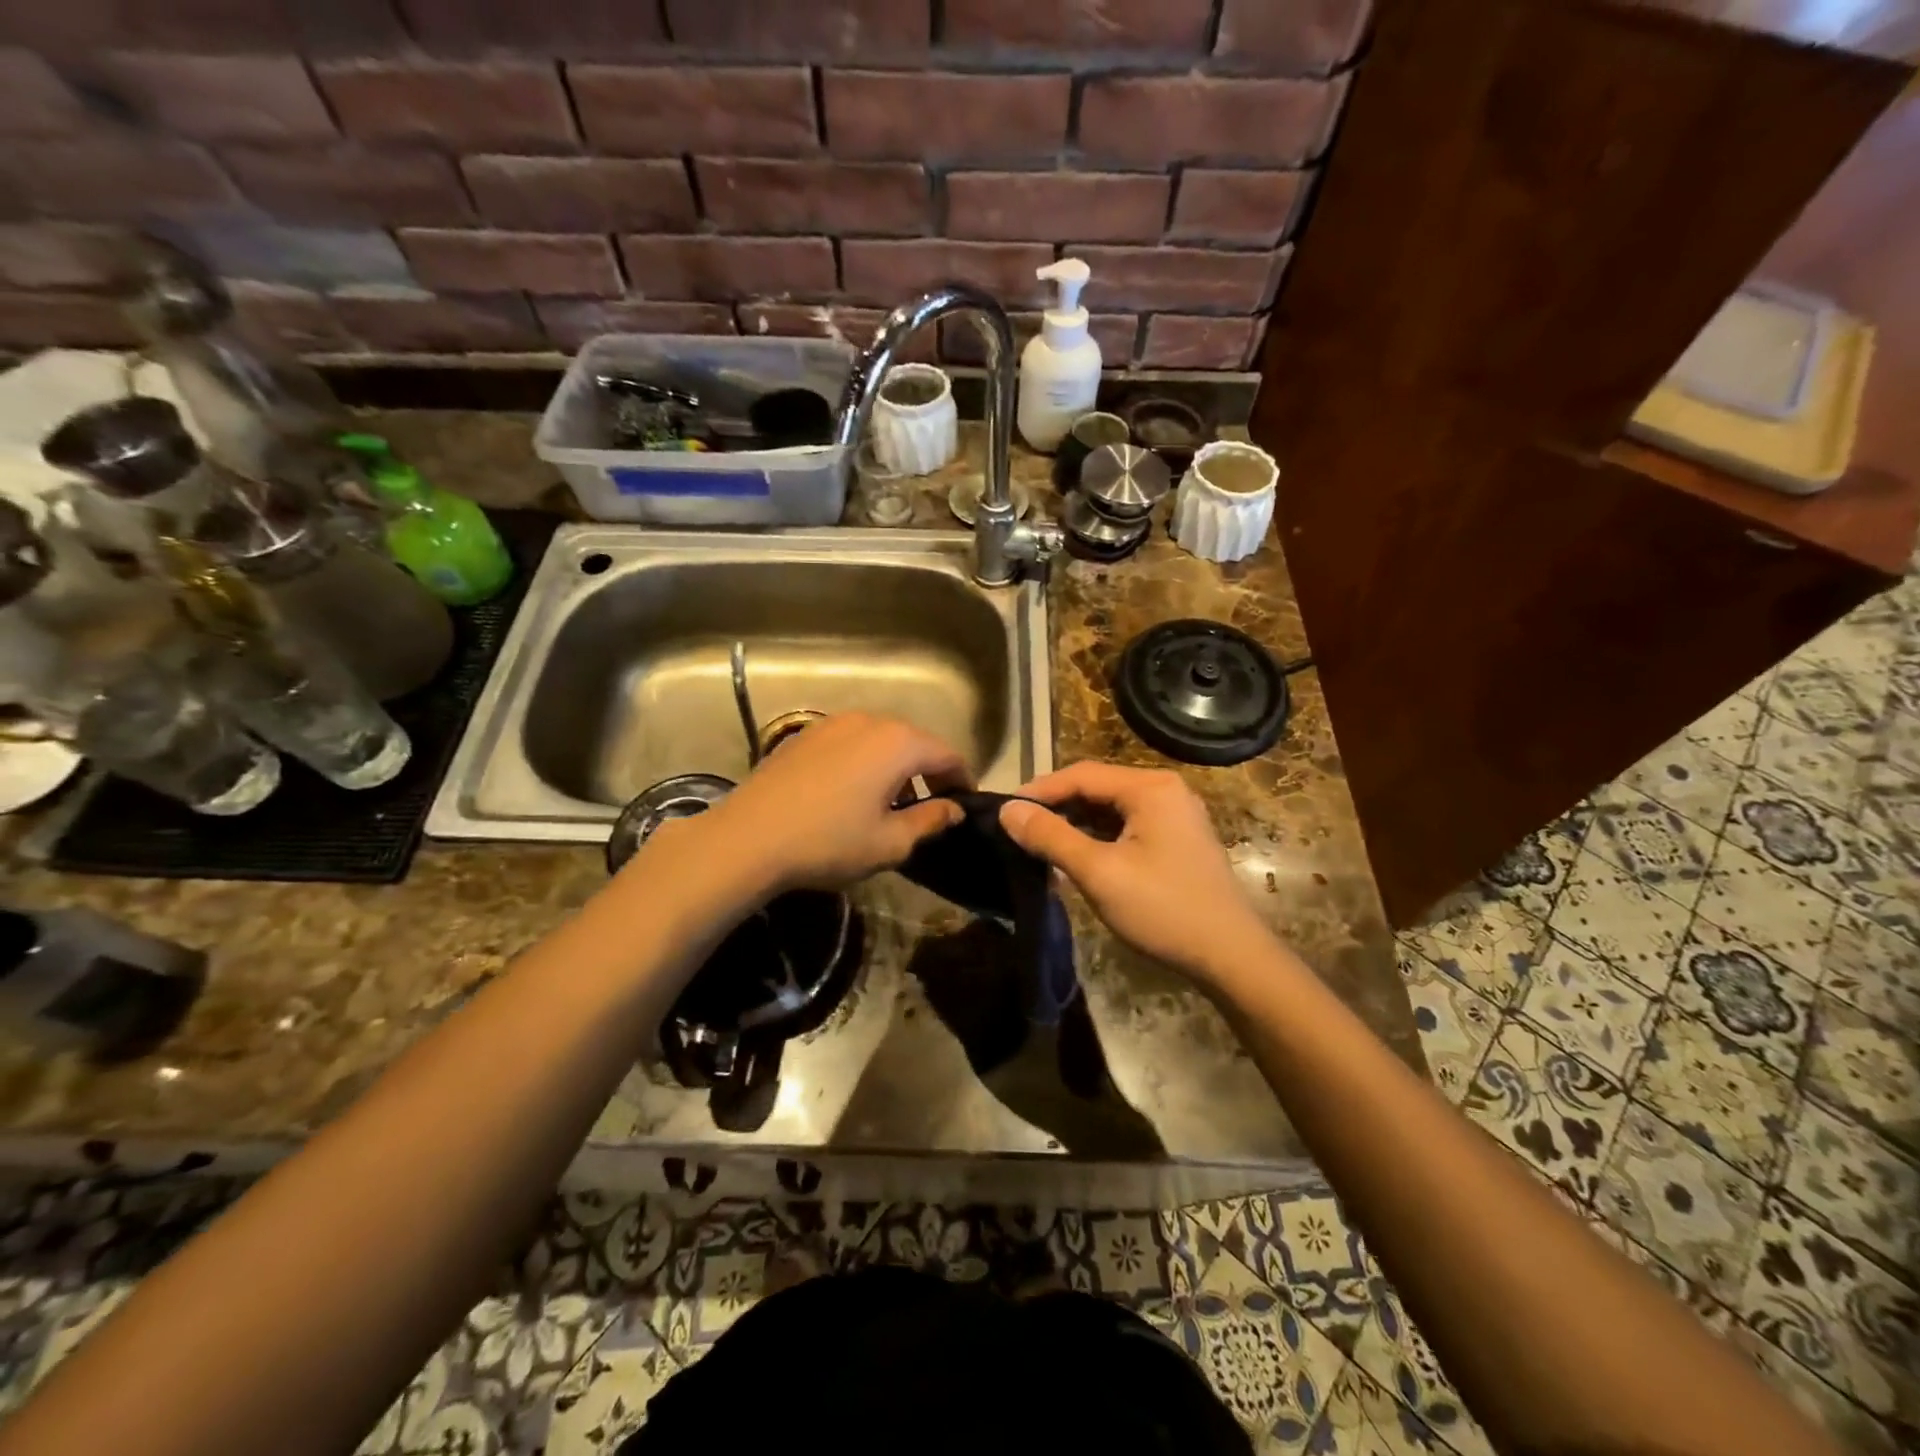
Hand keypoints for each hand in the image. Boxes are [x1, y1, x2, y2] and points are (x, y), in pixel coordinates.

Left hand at [665, 713, 969, 894]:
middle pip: (915, 742)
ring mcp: (833, 723)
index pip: (948, 754)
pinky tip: (851, 793)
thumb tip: (954, 809)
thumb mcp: (890, 842)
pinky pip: (851, 742)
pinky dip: (864, 761)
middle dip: (929, 771)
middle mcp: (870, 720)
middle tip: (931, 806)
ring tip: (891, 802)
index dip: (962, 780)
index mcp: (899, 743)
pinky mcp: (805, 734)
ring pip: (881, 740)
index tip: (964, 806)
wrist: (748, 838)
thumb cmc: (829, 842)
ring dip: (895, 766)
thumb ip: (930, 821)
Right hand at [1000, 762, 1273, 985]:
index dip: (1039, 790)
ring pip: (1111, 808)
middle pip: (1097, 787)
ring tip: (1038, 842)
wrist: (1230, 956)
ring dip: (1075, 823)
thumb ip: (1051, 837)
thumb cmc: (1163, 909)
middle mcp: (1165, 790)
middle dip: (1056, 806)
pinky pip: (1127, 826)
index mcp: (1150, 788)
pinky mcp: (1177, 840)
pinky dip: (1098, 837)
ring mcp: (1175, 815)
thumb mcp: (1099, 872)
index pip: (1082, 774)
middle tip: (1017, 827)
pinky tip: (1075, 855)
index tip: (1003, 809)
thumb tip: (1007, 810)